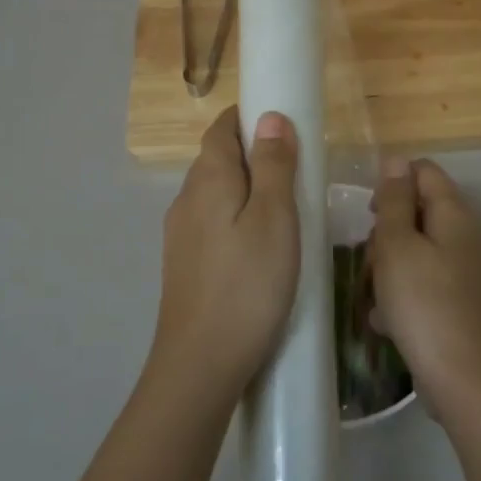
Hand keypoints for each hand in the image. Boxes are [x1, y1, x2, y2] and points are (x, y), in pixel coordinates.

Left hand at [150, 106, 300, 409]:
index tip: (287, 124)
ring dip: (248, 189)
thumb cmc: (248, 285)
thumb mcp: (275, 219)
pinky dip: (237, 218)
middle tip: (299, 170)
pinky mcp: (184, 264)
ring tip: (287, 209)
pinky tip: (261, 247)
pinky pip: (213, 223)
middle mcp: (186, 199)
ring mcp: (181, 234)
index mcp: (207, 180)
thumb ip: (274, 165)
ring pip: (216, 194)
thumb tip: (270, 117)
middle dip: (254, 153)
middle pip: (218, 159)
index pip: (222, 128)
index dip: (250, 117)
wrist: (201, 363)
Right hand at [369, 159, 480, 421]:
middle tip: (371, 261)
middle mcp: (464, 236)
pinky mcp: (457, 302)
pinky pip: (422, 283)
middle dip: (386, 233)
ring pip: (414, 251)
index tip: (369, 214)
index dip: (392, 183)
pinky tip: (386, 321)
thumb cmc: (423, 304)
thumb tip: (397, 160)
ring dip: (388, 268)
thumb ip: (394, 201)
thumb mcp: (397, 246)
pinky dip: (402, 296)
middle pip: (416, 212)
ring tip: (376, 296)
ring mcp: (463, 271)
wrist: (464, 380)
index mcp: (453, 214)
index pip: (423, 171)